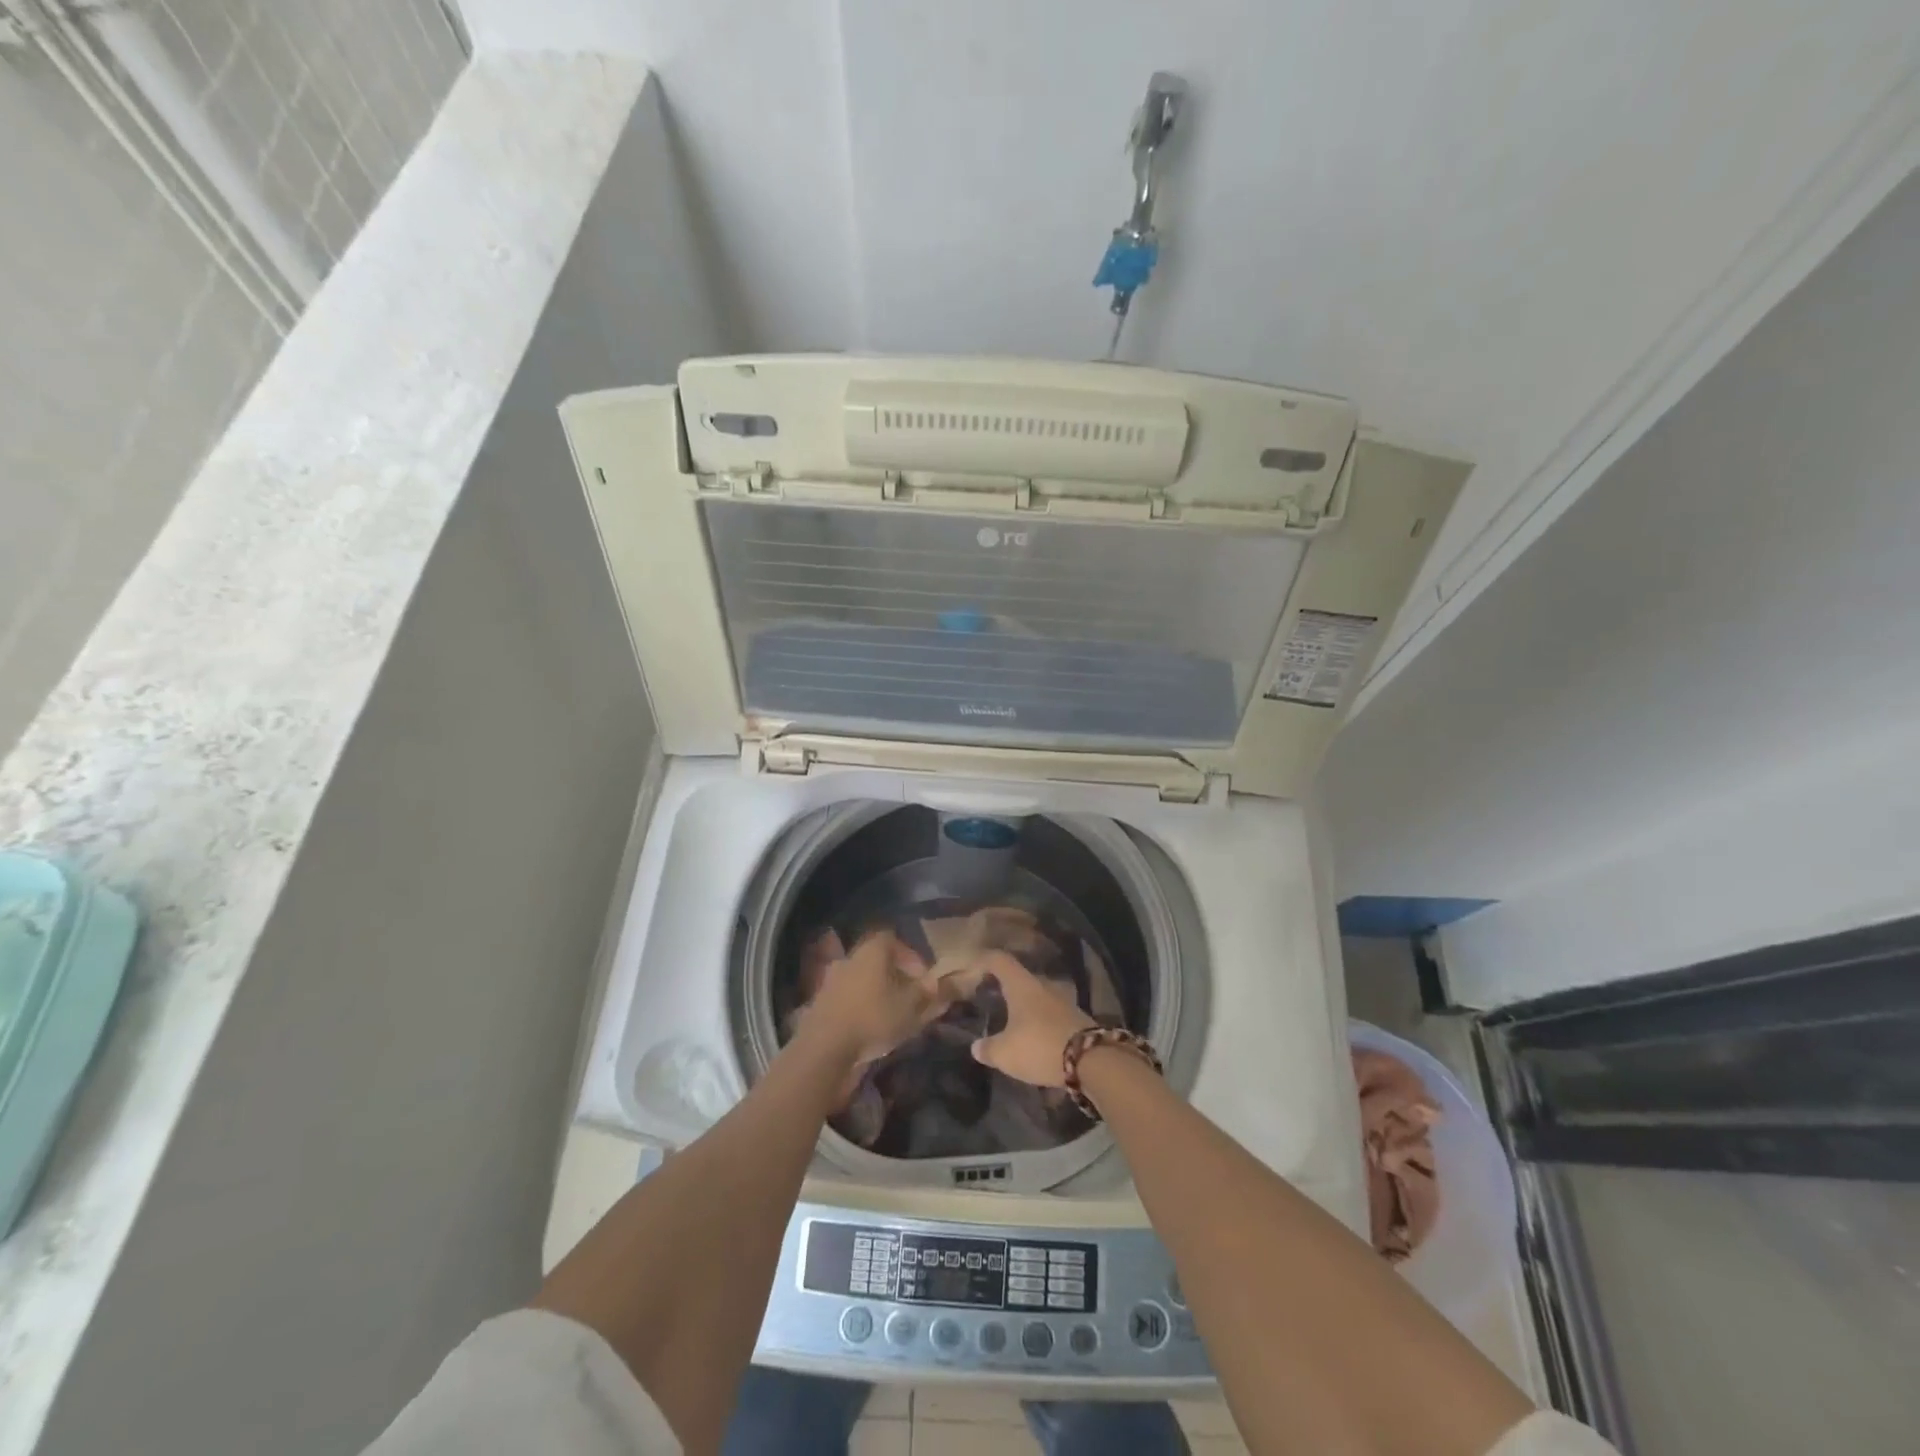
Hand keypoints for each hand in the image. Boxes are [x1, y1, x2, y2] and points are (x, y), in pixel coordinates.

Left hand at [804, 930, 953, 1067]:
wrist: (824, 1049)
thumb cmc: (874, 1018)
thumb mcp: (913, 1006)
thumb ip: (937, 991)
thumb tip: (965, 978)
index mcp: (872, 949)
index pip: (894, 939)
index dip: (912, 957)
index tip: (924, 979)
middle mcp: (850, 958)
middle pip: (878, 960)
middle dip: (897, 977)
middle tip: (912, 999)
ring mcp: (832, 980)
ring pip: (863, 980)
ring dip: (879, 994)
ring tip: (894, 1016)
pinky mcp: (821, 1003)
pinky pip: (849, 998)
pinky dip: (862, 1008)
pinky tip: (871, 1028)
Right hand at [965, 951, 1094, 1086]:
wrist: (1092, 1060)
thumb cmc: (1040, 1046)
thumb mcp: (1006, 1054)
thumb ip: (988, 1049)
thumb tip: (976, 1047)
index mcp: (1021, 985)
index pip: (999, 960)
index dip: (984, 960)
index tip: (973, 969)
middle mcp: (1042, 985)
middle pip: (1019, 978)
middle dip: (1005, 987)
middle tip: (991, 999)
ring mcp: (1063, 1000)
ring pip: (1037, 996)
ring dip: (1024, 1006)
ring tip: (1011, 1022)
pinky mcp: (1076, 1018)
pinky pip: (1050, 1013)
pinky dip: (1039, 1021)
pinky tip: (1034, 1037)